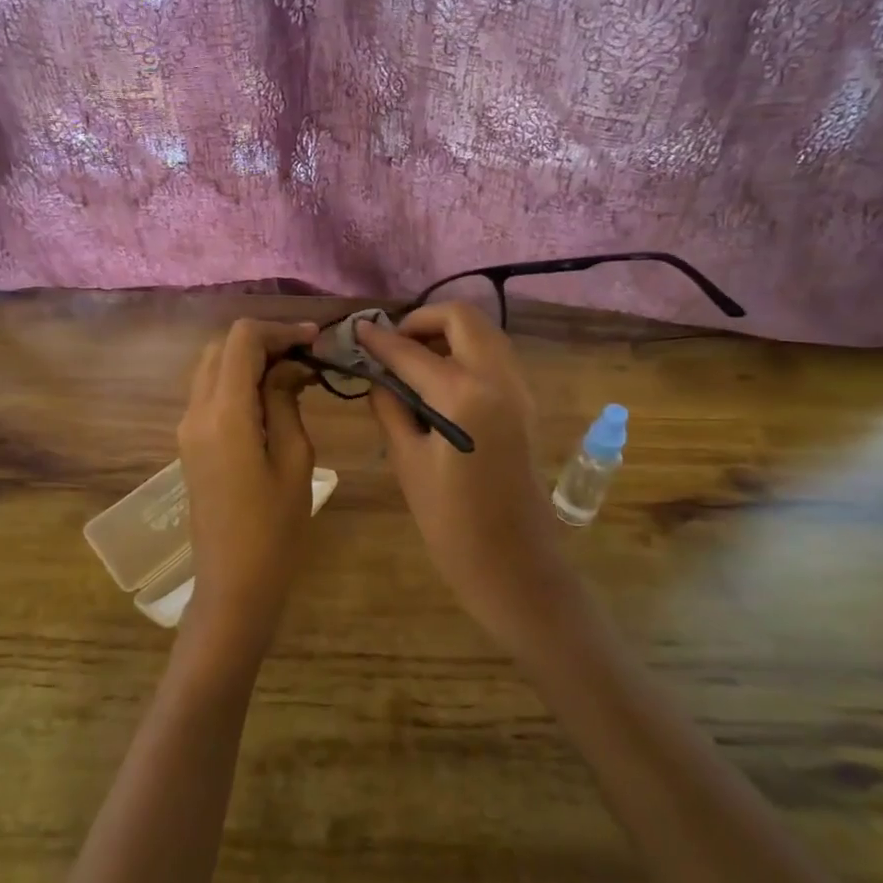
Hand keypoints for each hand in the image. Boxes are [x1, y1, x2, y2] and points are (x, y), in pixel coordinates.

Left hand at [174, 318, 320, 664]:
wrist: (233, 583)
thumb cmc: (274, 528)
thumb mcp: (294, 459)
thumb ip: (286, 402)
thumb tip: (288, 368)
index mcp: (224, 413)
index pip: (242, 340)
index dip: (280, 330)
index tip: (316, 341)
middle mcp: (196, 411)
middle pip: (222, 348)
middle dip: (264, 342)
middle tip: (306, 358)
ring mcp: (187, 427)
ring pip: (213, 368)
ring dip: (249, 361)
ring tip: (294, 376)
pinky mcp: (190, 443)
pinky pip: (210, 393)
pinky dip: (238, 382)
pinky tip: (272, 399)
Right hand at [358, 305, 582, 655]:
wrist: (515, 565)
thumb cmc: (452, 523)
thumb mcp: (408, 463)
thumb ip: (390, 409)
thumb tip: (378, 378)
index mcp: (464, 394)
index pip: (411, 351)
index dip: (379, 340)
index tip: (356, 331)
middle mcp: (498, 377)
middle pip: (462, 318)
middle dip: (423, 320)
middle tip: (393, 344)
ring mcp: (519, 388)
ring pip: (484, 333)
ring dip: (448, 333)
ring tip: (412, 361)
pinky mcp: (526, 404)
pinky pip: (495, 357)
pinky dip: (467, 352)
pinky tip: (439, 382)